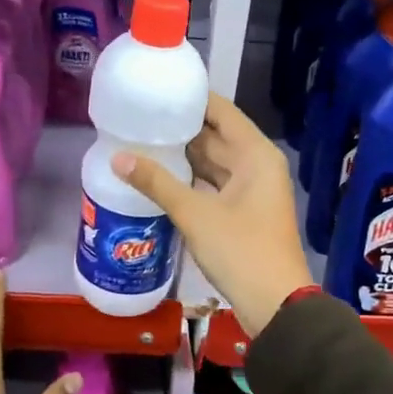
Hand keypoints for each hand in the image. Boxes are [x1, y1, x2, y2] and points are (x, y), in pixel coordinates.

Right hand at [111, 92, 314, 336]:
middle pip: (216, 137)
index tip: (158, 89)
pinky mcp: (244, 213)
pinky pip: (214, 186)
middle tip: (140, 118)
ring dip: (184, 157)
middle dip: (181, 129)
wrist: (275, 304)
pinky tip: (161, 178)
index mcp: (255, 154)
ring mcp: (252, 191)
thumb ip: (157, 183)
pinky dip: (192, 181)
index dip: (192, 98)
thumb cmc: (240, 250)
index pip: (221, 111)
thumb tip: (117, 157)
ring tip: (143, 142)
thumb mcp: (195, 214)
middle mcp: (257, 165)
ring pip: (214, 164)